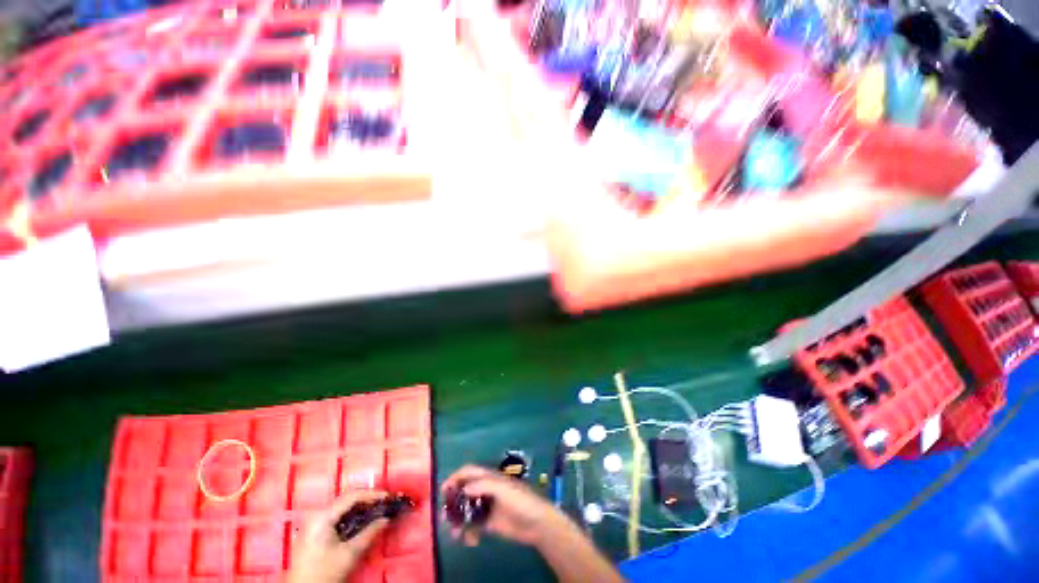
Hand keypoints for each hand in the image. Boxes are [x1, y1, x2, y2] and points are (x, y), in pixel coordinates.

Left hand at [288, 490, 389, 582]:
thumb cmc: (324, 573)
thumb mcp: (349, 555)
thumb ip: (369, 534)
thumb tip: (386, 519)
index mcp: (323, 516)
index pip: (352, 496)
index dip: (372, 494)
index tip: (388, 497)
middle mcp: (317, 515)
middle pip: (346, 499)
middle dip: (367, 500)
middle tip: (384, 503)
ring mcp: (314, 523)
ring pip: (342, 507)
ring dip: (360, 507)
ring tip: (376, 511)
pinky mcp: (314, 532)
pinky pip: (336, 516)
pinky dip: (351, 516)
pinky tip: (361, 521)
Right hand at [441, 464, 569, 546]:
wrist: (536, 523)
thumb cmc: (520, 500)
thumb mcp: (502, 489)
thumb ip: (483, 486)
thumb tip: (464, 489)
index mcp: (489, 478)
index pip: (469, 472)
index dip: (456, 477)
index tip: (443, 490)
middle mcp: (486, 490)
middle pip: (465, 492)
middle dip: (454, 503)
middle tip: (444, 516)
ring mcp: (487, 506)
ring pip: (467, 510)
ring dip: (459, 521)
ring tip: (455, 534)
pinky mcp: (490, 523)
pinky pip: (474, 526)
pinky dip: (469, 532)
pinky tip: (471, 541)